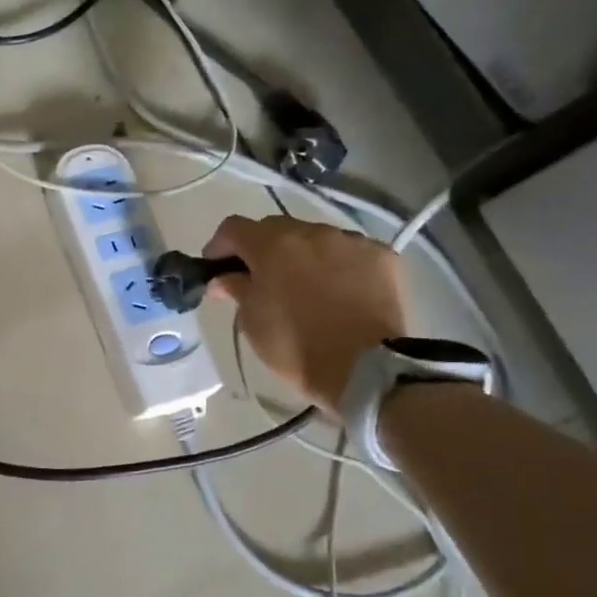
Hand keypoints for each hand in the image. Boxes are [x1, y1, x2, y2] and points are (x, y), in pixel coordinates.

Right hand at [205, 215, 409, 412]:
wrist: (365, 369)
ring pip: (315, 237)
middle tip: (257, 276)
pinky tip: (337, 288)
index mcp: (273, 246)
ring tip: (302, 283)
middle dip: (261, 248)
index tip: (215, 267)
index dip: (219, 245)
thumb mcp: (252, 322)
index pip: (234, 228)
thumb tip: (222, 278)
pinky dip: (336, 263)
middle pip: (275, 228)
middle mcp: (312, 232)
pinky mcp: (382, 256)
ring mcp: (351, 241)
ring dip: (301, 254)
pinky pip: (348, 251)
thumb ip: (236, 289)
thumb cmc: (296, 347)